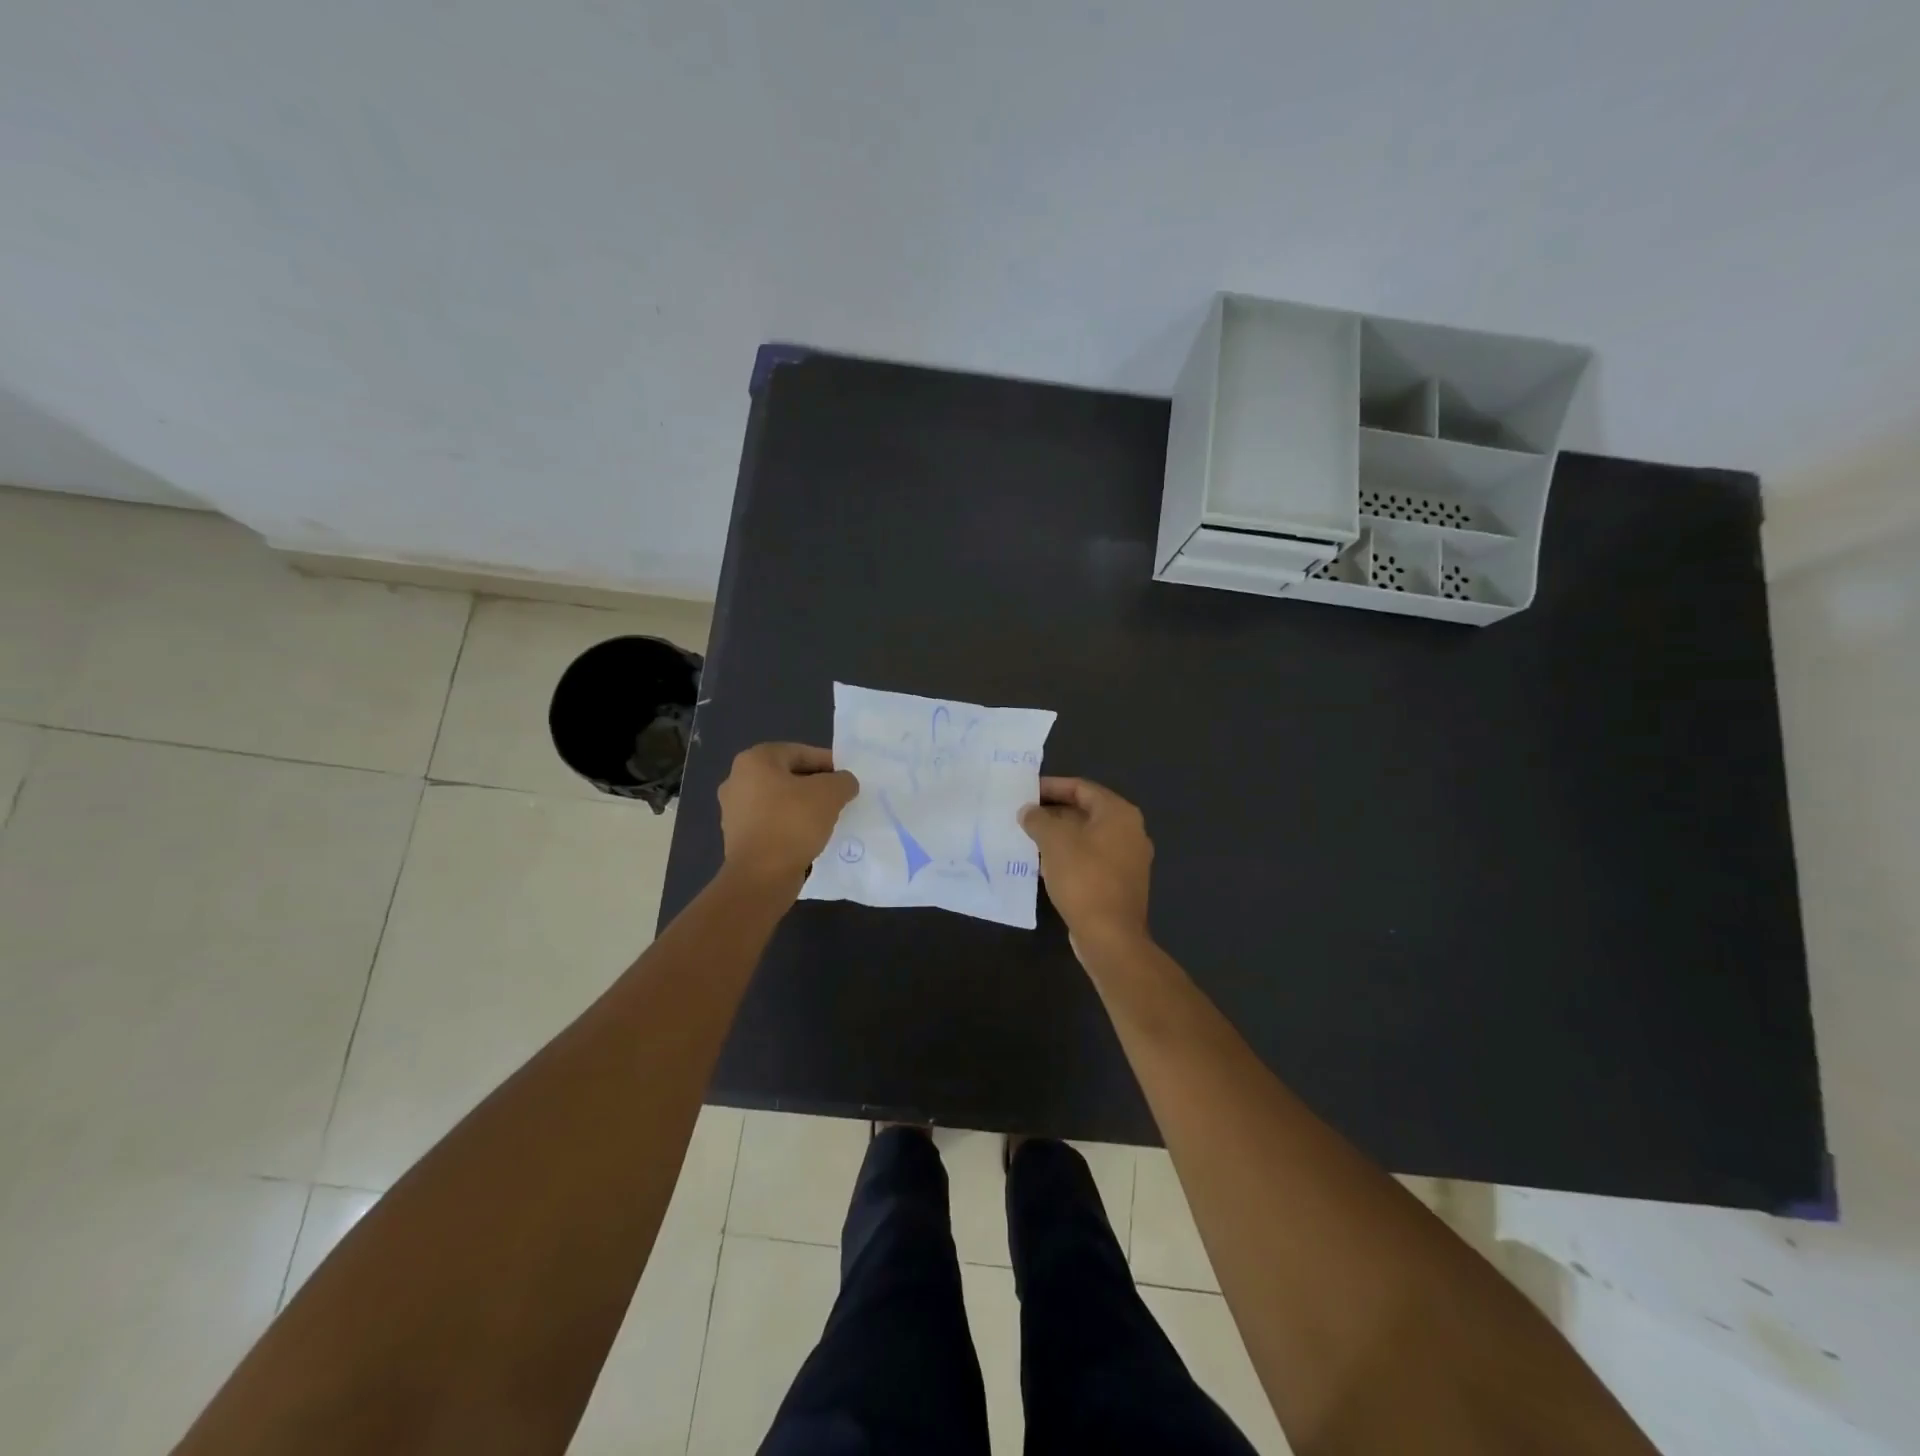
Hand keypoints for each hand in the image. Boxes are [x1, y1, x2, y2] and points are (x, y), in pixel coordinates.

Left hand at [718, 743, 858, 889]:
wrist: (761, 877)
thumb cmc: (792, 823)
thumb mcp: (830, 794)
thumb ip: (842, 780)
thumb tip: (844, 783)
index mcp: (754, 760)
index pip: (801, 752)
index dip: (829, 763)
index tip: (847, 780)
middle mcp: (737, 779)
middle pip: (788, 775)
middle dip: (815, 785)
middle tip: (840, 798)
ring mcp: (733, 810)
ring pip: (779, 800)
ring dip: (802, 806)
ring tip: (827, 819)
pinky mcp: (737, 837)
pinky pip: (771, 822)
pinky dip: (790, 825)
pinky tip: (808, 837)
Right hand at [1019, 777, 1152, 948]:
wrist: (1110, 936)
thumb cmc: (1084, 879)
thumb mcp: (1054, 842)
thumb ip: (1038, 819)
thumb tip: (1028, 811)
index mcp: (1119, 813)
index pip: (1081, 788)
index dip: (1051, 786)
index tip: (1026, 792)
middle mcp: (1130, 831)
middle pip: (1086, 811)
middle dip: (1053, 812)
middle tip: (1024, 815)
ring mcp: (1129, 859)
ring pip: (1088, 837)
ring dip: (1060, 835)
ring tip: (1029, 838)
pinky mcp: (1121, 883)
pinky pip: (1092, 858)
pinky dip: (1070, 855)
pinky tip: (1046, 864)